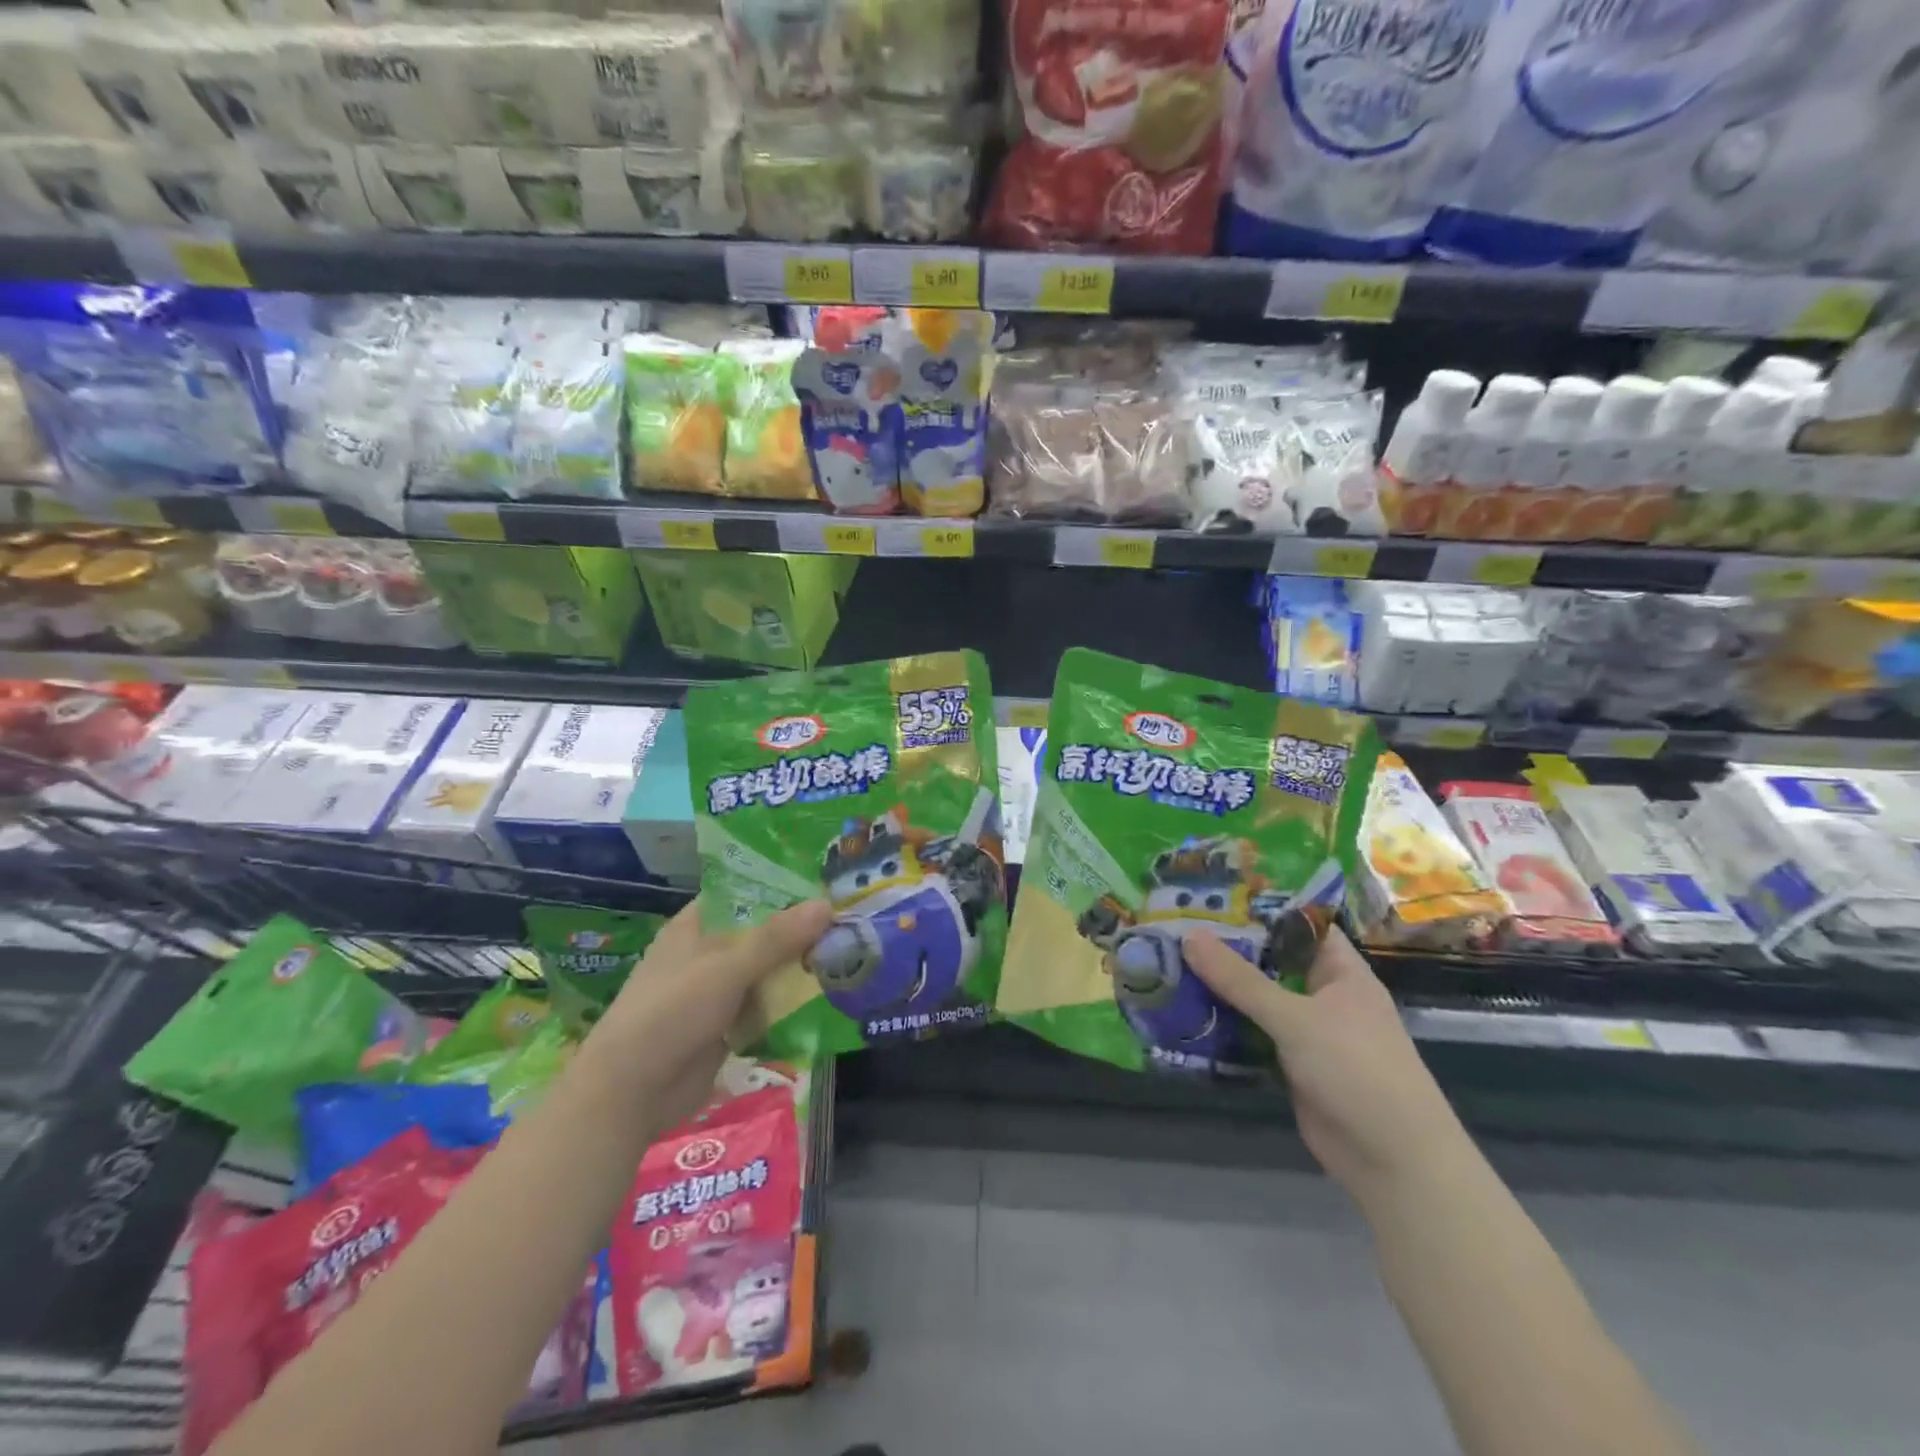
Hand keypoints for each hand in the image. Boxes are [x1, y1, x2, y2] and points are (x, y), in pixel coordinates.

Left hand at [589, 897, 831, 1131]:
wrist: (630, 1092)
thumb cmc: (670, 1013)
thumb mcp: (726, 968)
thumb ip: (776, 938)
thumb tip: (826, 905)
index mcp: (696, 925)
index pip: (744, 892)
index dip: (782, 885)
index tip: (825, 881)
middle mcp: (708, 952)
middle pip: (762, 933)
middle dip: (801, 930)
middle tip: (850, 920)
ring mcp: (717, 991)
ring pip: (767, 970)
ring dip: (800, 968)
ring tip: (851, 954)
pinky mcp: (727, 1025)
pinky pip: (766, 1006)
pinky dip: (791, 1003)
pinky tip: (829, 997)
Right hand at [1184, 924, 1466, 1204]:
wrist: (1393, 1162)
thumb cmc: (1357, 1071)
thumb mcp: (1296, 1018)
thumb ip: (1241, 979)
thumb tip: (1189, 936)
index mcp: (1340, 971)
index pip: (1298, 924)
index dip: (1259, 907)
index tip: (1211, 893)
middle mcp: (1323, 995)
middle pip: (1269, 960)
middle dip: (1226, 947)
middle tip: (1174, 925)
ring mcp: (1306, 1031)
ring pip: (1255, 998)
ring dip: (1219, 987)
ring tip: (1168, 961)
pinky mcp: (1289, 1063)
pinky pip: (1251, 1033)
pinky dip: (1223, 1024)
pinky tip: (1184, 1011)